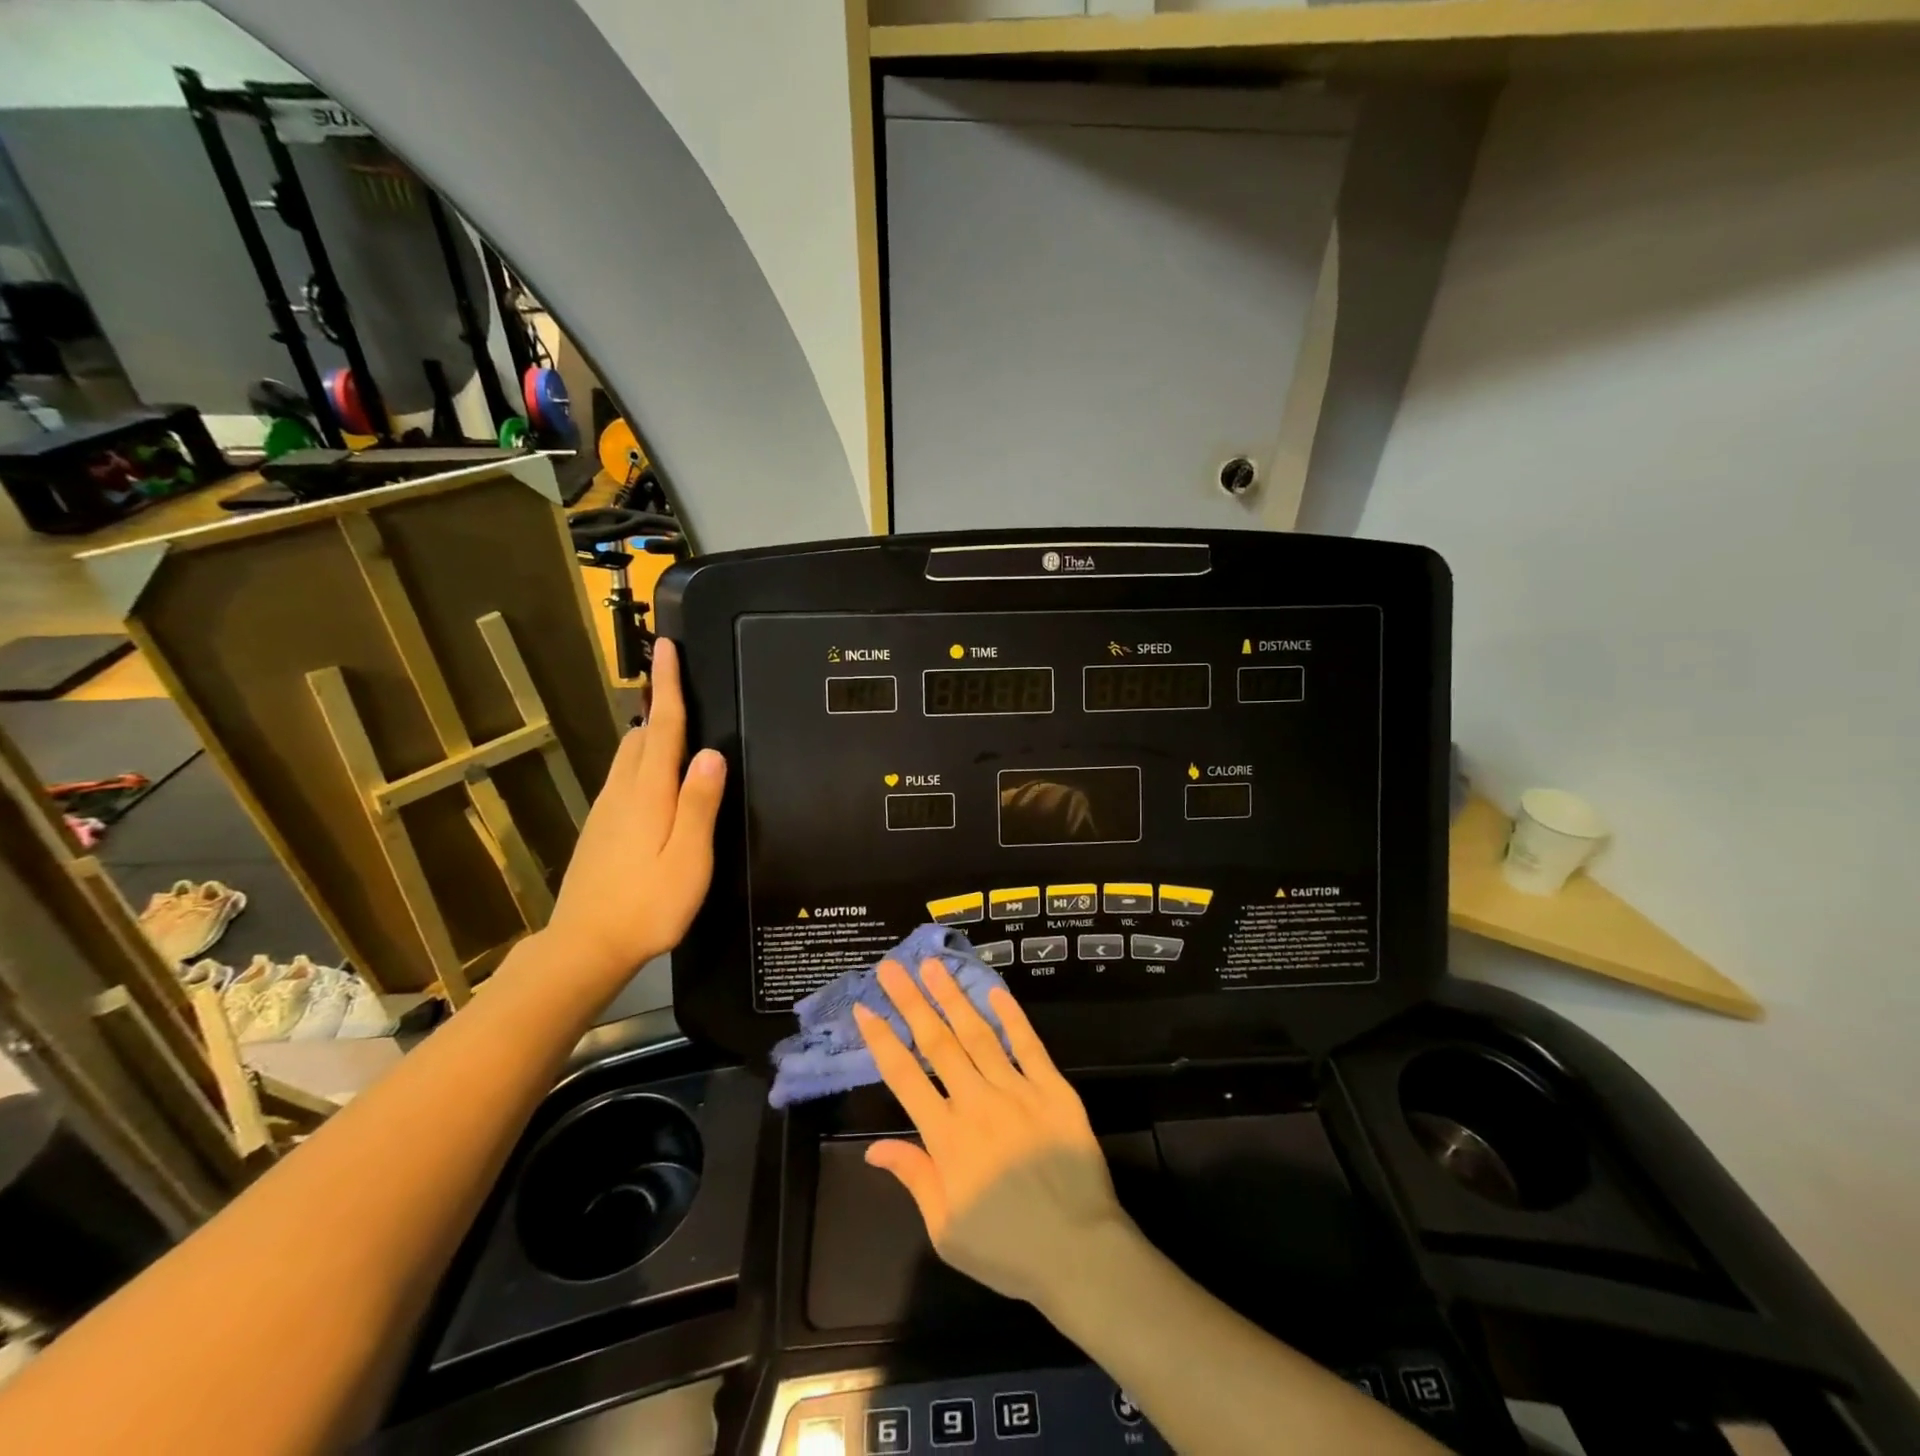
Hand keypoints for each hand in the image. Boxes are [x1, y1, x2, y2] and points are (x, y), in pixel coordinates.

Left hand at [545, 638, 725, 979]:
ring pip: (628, 756)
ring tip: (673, 725)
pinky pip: (623, 778)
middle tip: (679, 683)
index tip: (665, 646)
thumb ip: (699, 804)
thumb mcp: (689, 859)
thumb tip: (712, 753)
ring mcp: (606, 811)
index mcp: (648, 794)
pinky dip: (642, 761)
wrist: (584, 946)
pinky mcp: (599, 829)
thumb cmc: (647, 905)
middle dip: (658, 704)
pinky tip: (654, 779)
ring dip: (649, 732)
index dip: (667, 686)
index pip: (661, 726)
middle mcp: (623, 792)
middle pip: (641, 735)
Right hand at [854, 960, 1126, 1309]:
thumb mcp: (947, 1230)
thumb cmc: (1007, 1249)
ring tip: (933, 966)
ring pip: (978, 1034)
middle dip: (911, 1001)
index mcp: (948, 1138)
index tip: (864, 1007)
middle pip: (938, 1043)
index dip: (882, 1040)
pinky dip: (1011, 1016)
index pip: (905, 1077)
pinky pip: (1028, 1045)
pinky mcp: (1054, 1089)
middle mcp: (978, 1103)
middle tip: (892, 967)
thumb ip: (914, 1178)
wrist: (1079, 1253)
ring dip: (952, 997)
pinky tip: (994, 990)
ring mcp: (1018, 1091)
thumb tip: (875, 1147)